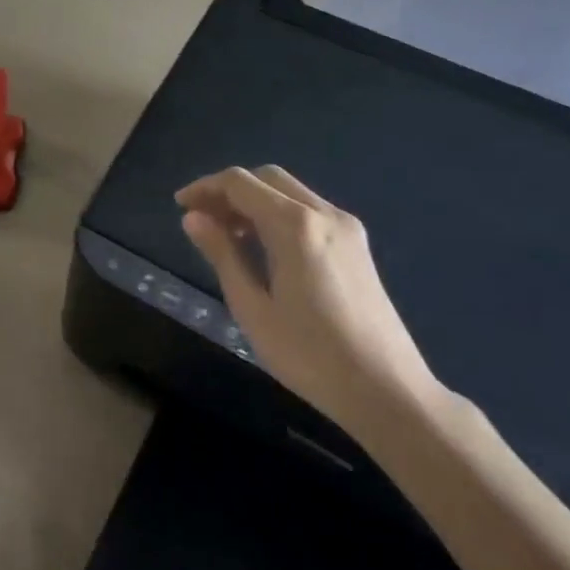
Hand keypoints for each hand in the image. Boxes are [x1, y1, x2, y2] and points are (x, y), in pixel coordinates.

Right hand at [176, 166, 442, 441]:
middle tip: (202, 218)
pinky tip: (264, 246)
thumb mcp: (252, 307)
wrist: (389, 392)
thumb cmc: (310, 354)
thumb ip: (222, 254)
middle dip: (229, 190)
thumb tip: (193, 217)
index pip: (239, 183)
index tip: (180, 206)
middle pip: (267, 178)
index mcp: (294, 225)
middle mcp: (323, 214)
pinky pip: (308, 211)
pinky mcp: (357, 246)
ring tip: (227, 234)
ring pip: (289, 192)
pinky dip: (278, 214)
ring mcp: (346, 228)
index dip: (205, 188)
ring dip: (254, 201)